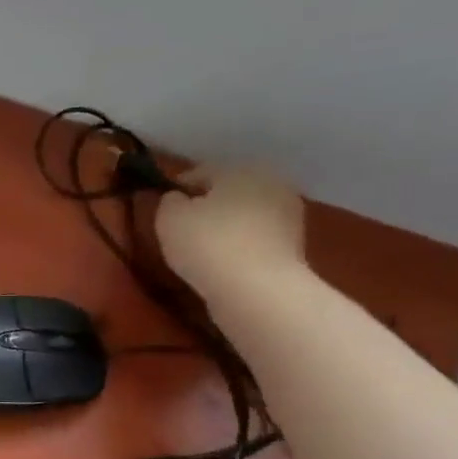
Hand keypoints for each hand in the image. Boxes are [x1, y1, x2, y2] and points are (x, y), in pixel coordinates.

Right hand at [155, 165, 306, 304]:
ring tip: (202, 249)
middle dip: (207, 206)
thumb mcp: (169, 218)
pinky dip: (240, 246)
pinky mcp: (294, 247)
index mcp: (241, 169)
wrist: (257, 289)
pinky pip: (256, 239)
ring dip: (226, 227)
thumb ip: (169, 201)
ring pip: (245, 215)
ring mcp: (288, 216)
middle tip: (182, 228)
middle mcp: (271, 184)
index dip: (178, 189)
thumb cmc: (207, 243)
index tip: (162, 207)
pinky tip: (223, 263)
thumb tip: (177, 199)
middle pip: (228, 192)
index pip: (201, 172)